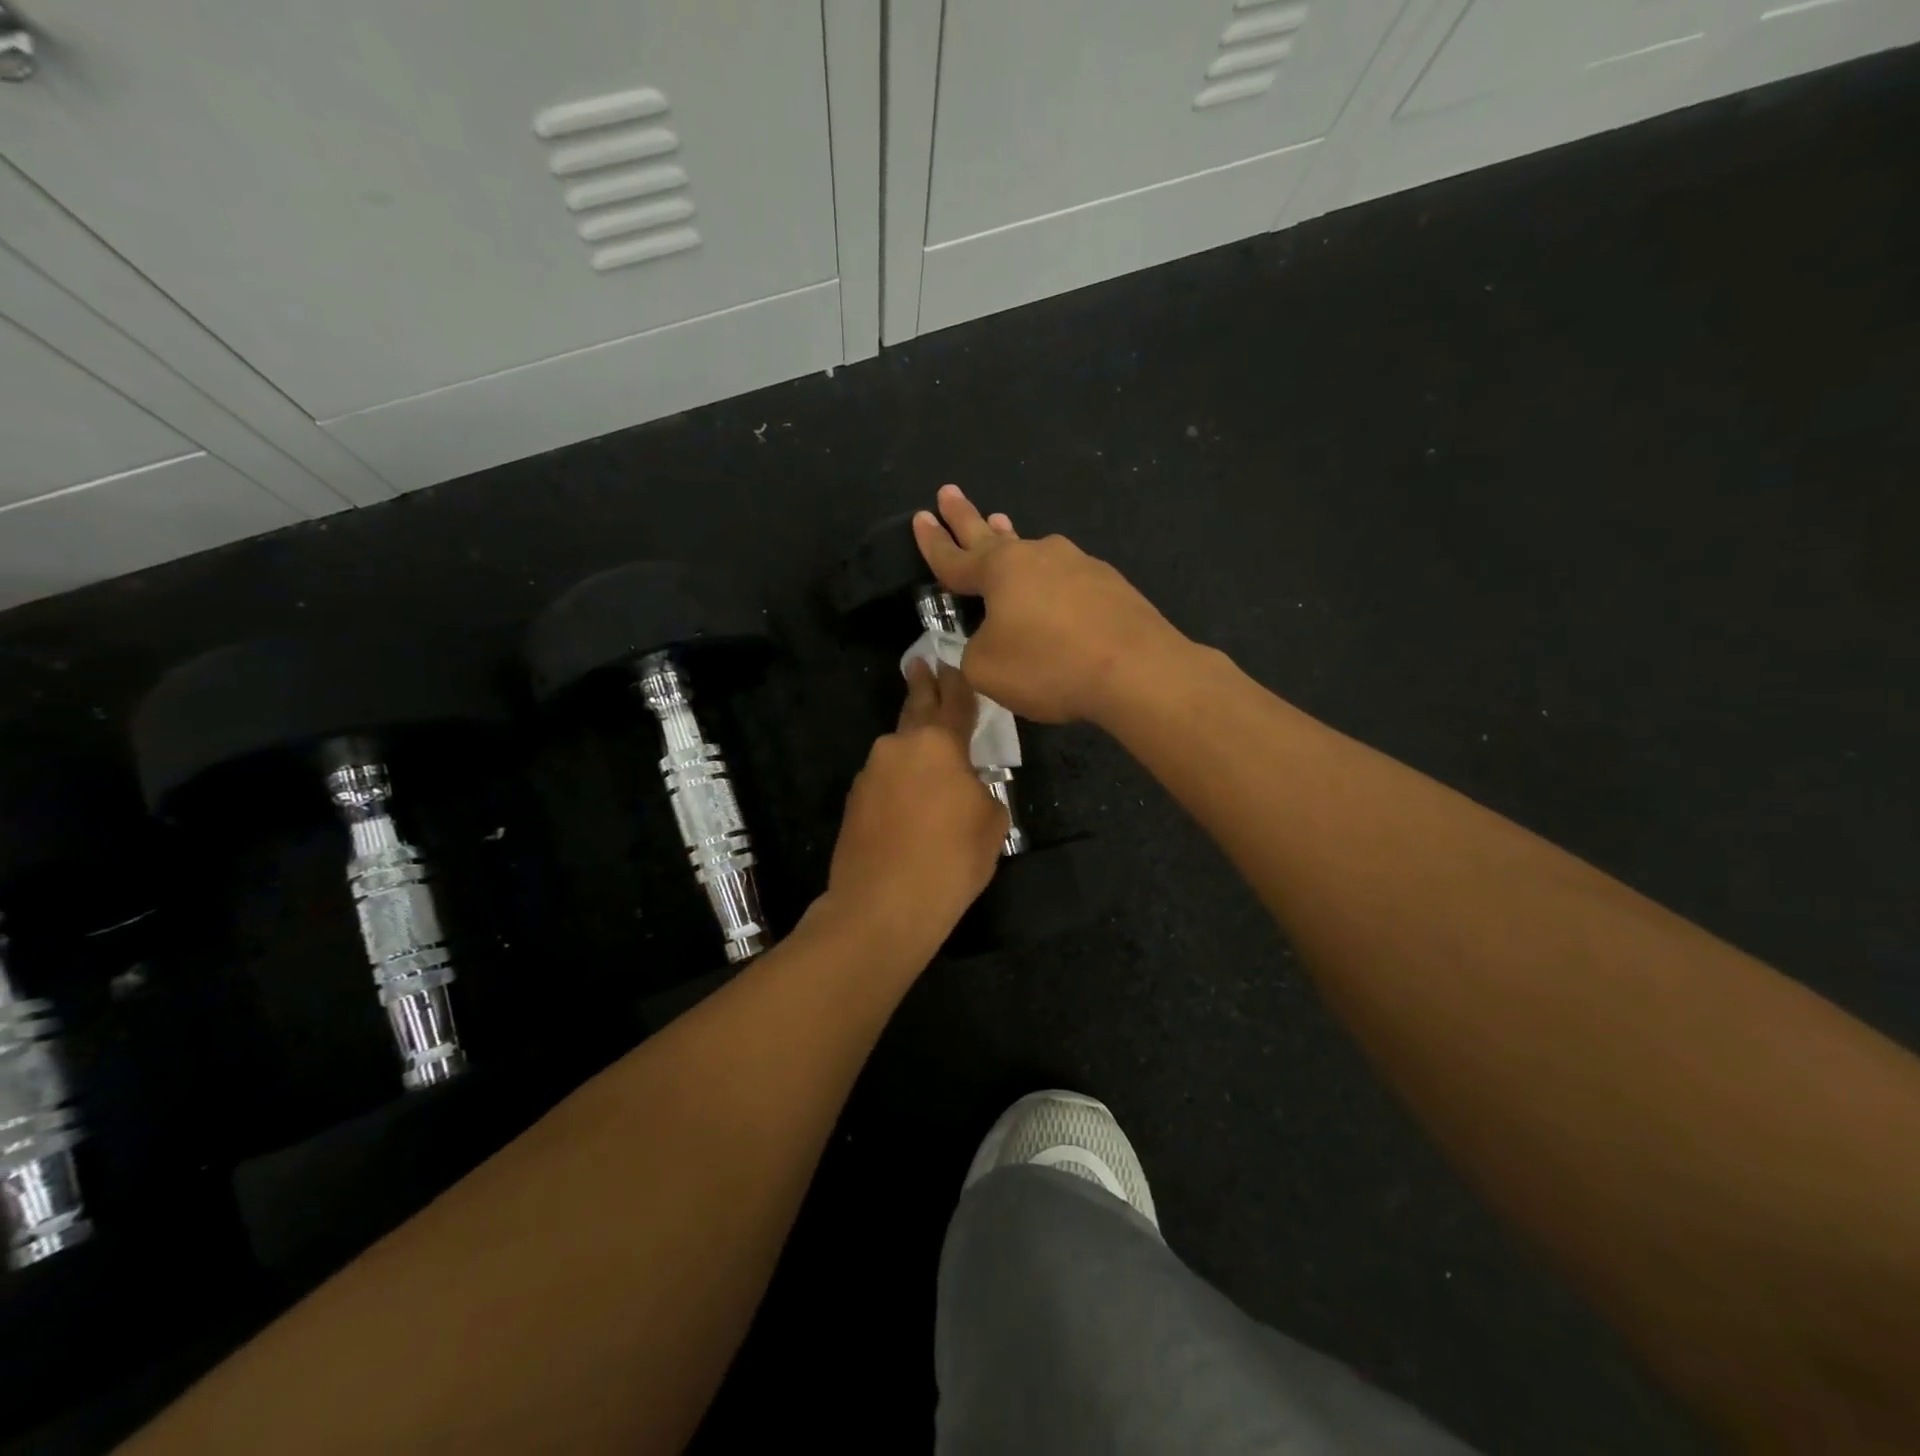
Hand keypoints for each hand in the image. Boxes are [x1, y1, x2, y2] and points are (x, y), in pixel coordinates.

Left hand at [824, 659, 1007, 951]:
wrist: (882, 906)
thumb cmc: (950, 860)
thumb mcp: (991, 824)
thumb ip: (983, 791)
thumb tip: (966, 789)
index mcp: (939, 744)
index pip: (954, 702)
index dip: (957, 683)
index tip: (950, 662)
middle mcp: (899, 747)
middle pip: (916, 709)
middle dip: (922, 686)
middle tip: (921, 664)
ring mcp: (870, 774)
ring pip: (898, 751)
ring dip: (913, 749)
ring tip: (928, 763)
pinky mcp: (853, 802)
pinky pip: (884, 781)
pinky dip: (898, 784)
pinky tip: (908, 807)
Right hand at [912, 484, 1190, 724]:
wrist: (1136, 670)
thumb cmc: (1049, 665)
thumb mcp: (987, 669)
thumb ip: (974, 651)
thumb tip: (988, 639)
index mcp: (1000, 571)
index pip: (954, 557)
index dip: (932, 542)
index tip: (920, 517)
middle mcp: (1038, 556)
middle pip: (991, 535)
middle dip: (966, 517)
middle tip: (950, 492)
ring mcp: (1079, 565)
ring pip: (1034, 552)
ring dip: (1012, 541)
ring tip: (1000, 526)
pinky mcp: (1110, 585)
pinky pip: (1067, 579)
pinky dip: (1052, 582)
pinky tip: (1056, 592)